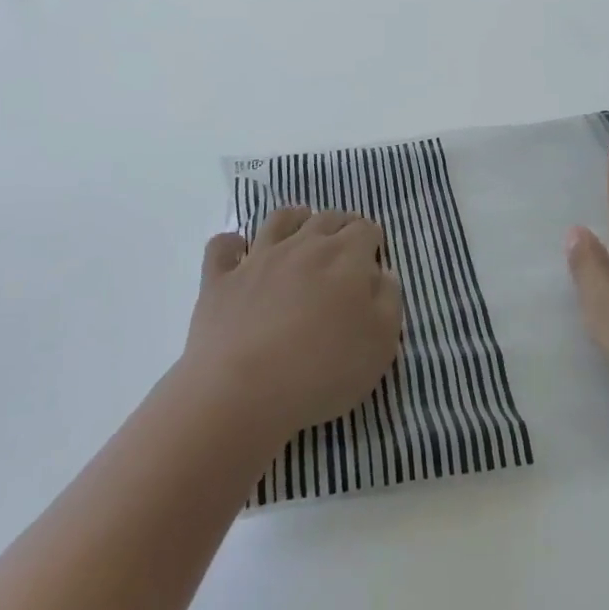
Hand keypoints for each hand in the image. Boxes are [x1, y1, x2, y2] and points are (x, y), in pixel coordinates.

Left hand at [181, 206, 402, 447]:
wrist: (243, 391)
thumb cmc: (323, 369)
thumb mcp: (381, 343)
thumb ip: (389, 300)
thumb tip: (381, 274)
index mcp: (345, 256)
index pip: (365, 229)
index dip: (372, 240)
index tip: (373, 258)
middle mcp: (302, 245)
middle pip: (326, 218)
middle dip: (340, 225)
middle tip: (343, 244)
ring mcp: (257, 259)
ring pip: (278, 220)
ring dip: (293, 219)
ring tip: (299, 229)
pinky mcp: (219, 280)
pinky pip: (222, 248)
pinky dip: (231, 244)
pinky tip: (238, 252)